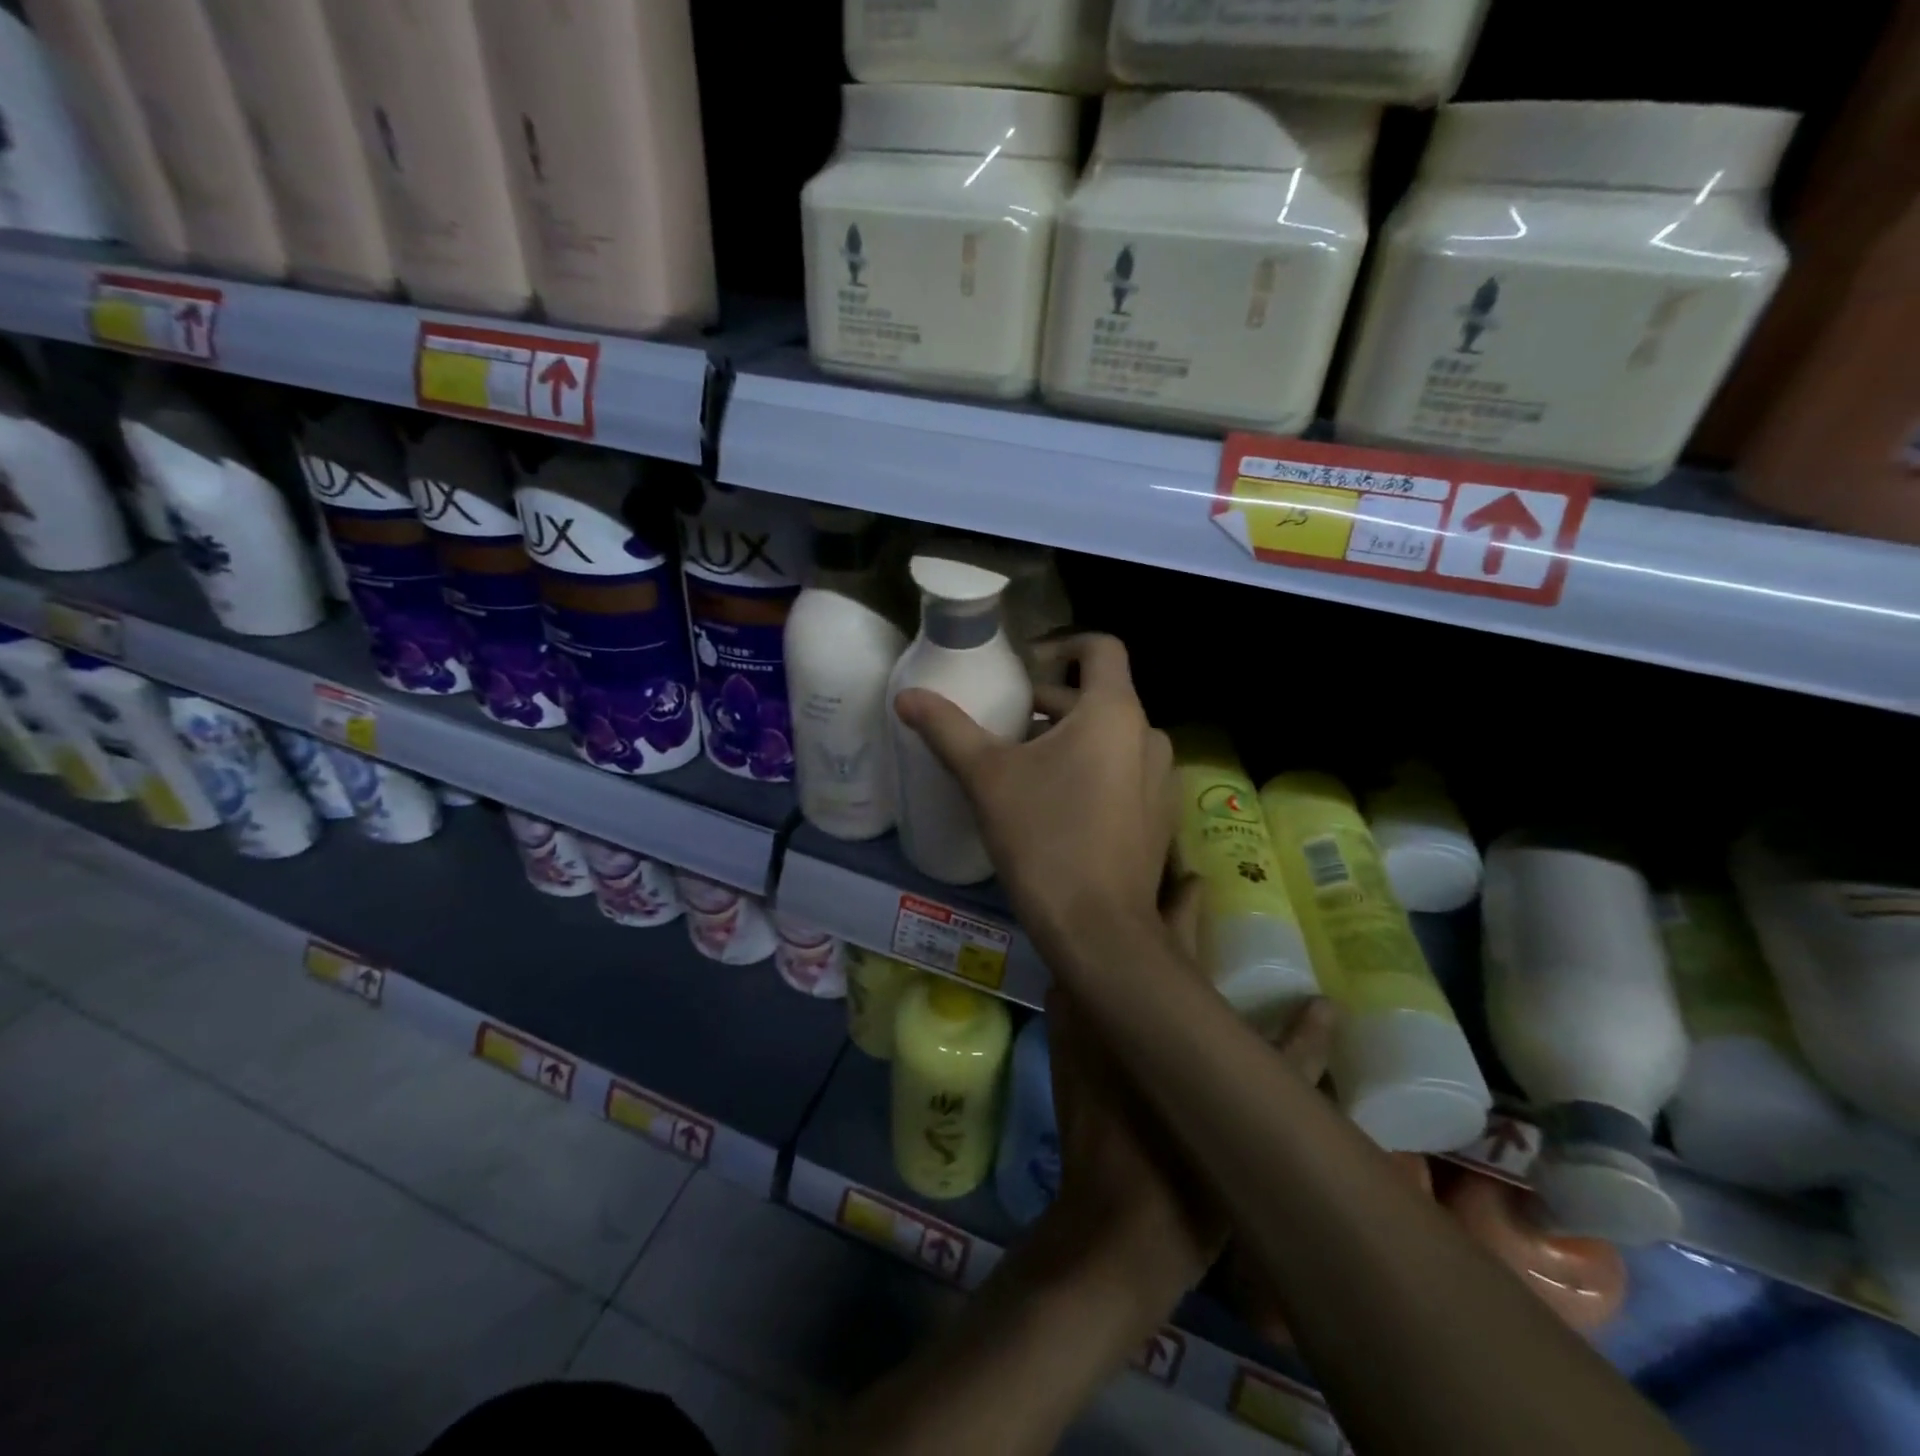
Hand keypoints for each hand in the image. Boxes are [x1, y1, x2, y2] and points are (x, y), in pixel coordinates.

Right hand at [894, 633, 1172, 965]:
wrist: (1098, 929)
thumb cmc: (1043, 838)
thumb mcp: (987, 778)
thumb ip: (947, 729)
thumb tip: (905, 696)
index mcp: (1114, 712)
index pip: (1100, 647)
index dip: (1061, 645)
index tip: (1025, 669)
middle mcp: (1149, 736)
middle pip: (1099, 697)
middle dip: (1052, 705)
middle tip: (1006, 728)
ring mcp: (1162, 780)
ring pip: (1112, 739)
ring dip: (1071, 741)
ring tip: (1026, 769)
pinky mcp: (1160, 818)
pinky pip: (1126, 774)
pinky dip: (1094, 772)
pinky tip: (1059, 808)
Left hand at [1041, 882, 1339, 1319]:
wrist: (1113, 1228)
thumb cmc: (1187, 1172)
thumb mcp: (1251, 1114)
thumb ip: (1294, 1055)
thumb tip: (1327, 1004)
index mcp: (1153, 1004)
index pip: (1168, 927)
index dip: (1182, 896)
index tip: (1194, 873)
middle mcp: (1105, 996)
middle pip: (1125, 935)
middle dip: (1146, 908)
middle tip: (1169, 888)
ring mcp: (1074, 1016)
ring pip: (1098, 957)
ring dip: (1121, 941)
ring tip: (1146, 925)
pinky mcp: (1059, 1040)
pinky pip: (1079, 986)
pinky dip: (1099, 971)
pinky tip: (1120, 977)